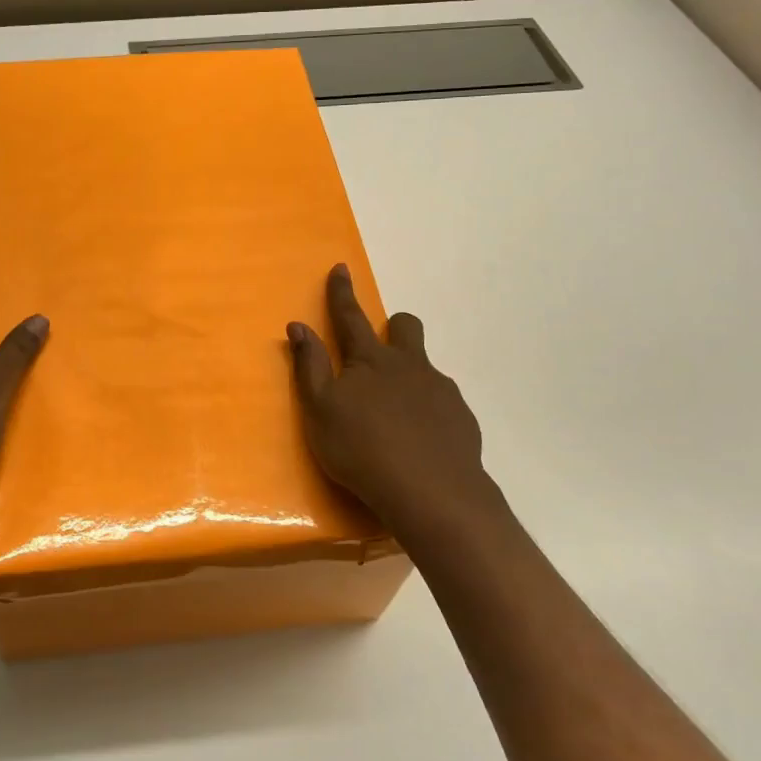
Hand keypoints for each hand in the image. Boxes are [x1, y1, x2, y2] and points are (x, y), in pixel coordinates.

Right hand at [286, 264, 493, 537]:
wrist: (432, 493)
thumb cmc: (362, 449)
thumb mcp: (320, 410)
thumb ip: (309, 366)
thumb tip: (298, 326)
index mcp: (370, 360)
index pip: (351, 317)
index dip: (342, 292)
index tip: (341, 267)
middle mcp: (409, 365)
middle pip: (406, 327)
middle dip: (395, 325)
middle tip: (382, 348)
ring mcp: (440, 390)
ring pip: (426, 366)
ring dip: (411, 374)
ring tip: (397, 413)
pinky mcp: (462, 418)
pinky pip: (444, 401)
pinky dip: (430, 410)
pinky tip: (422, 439)